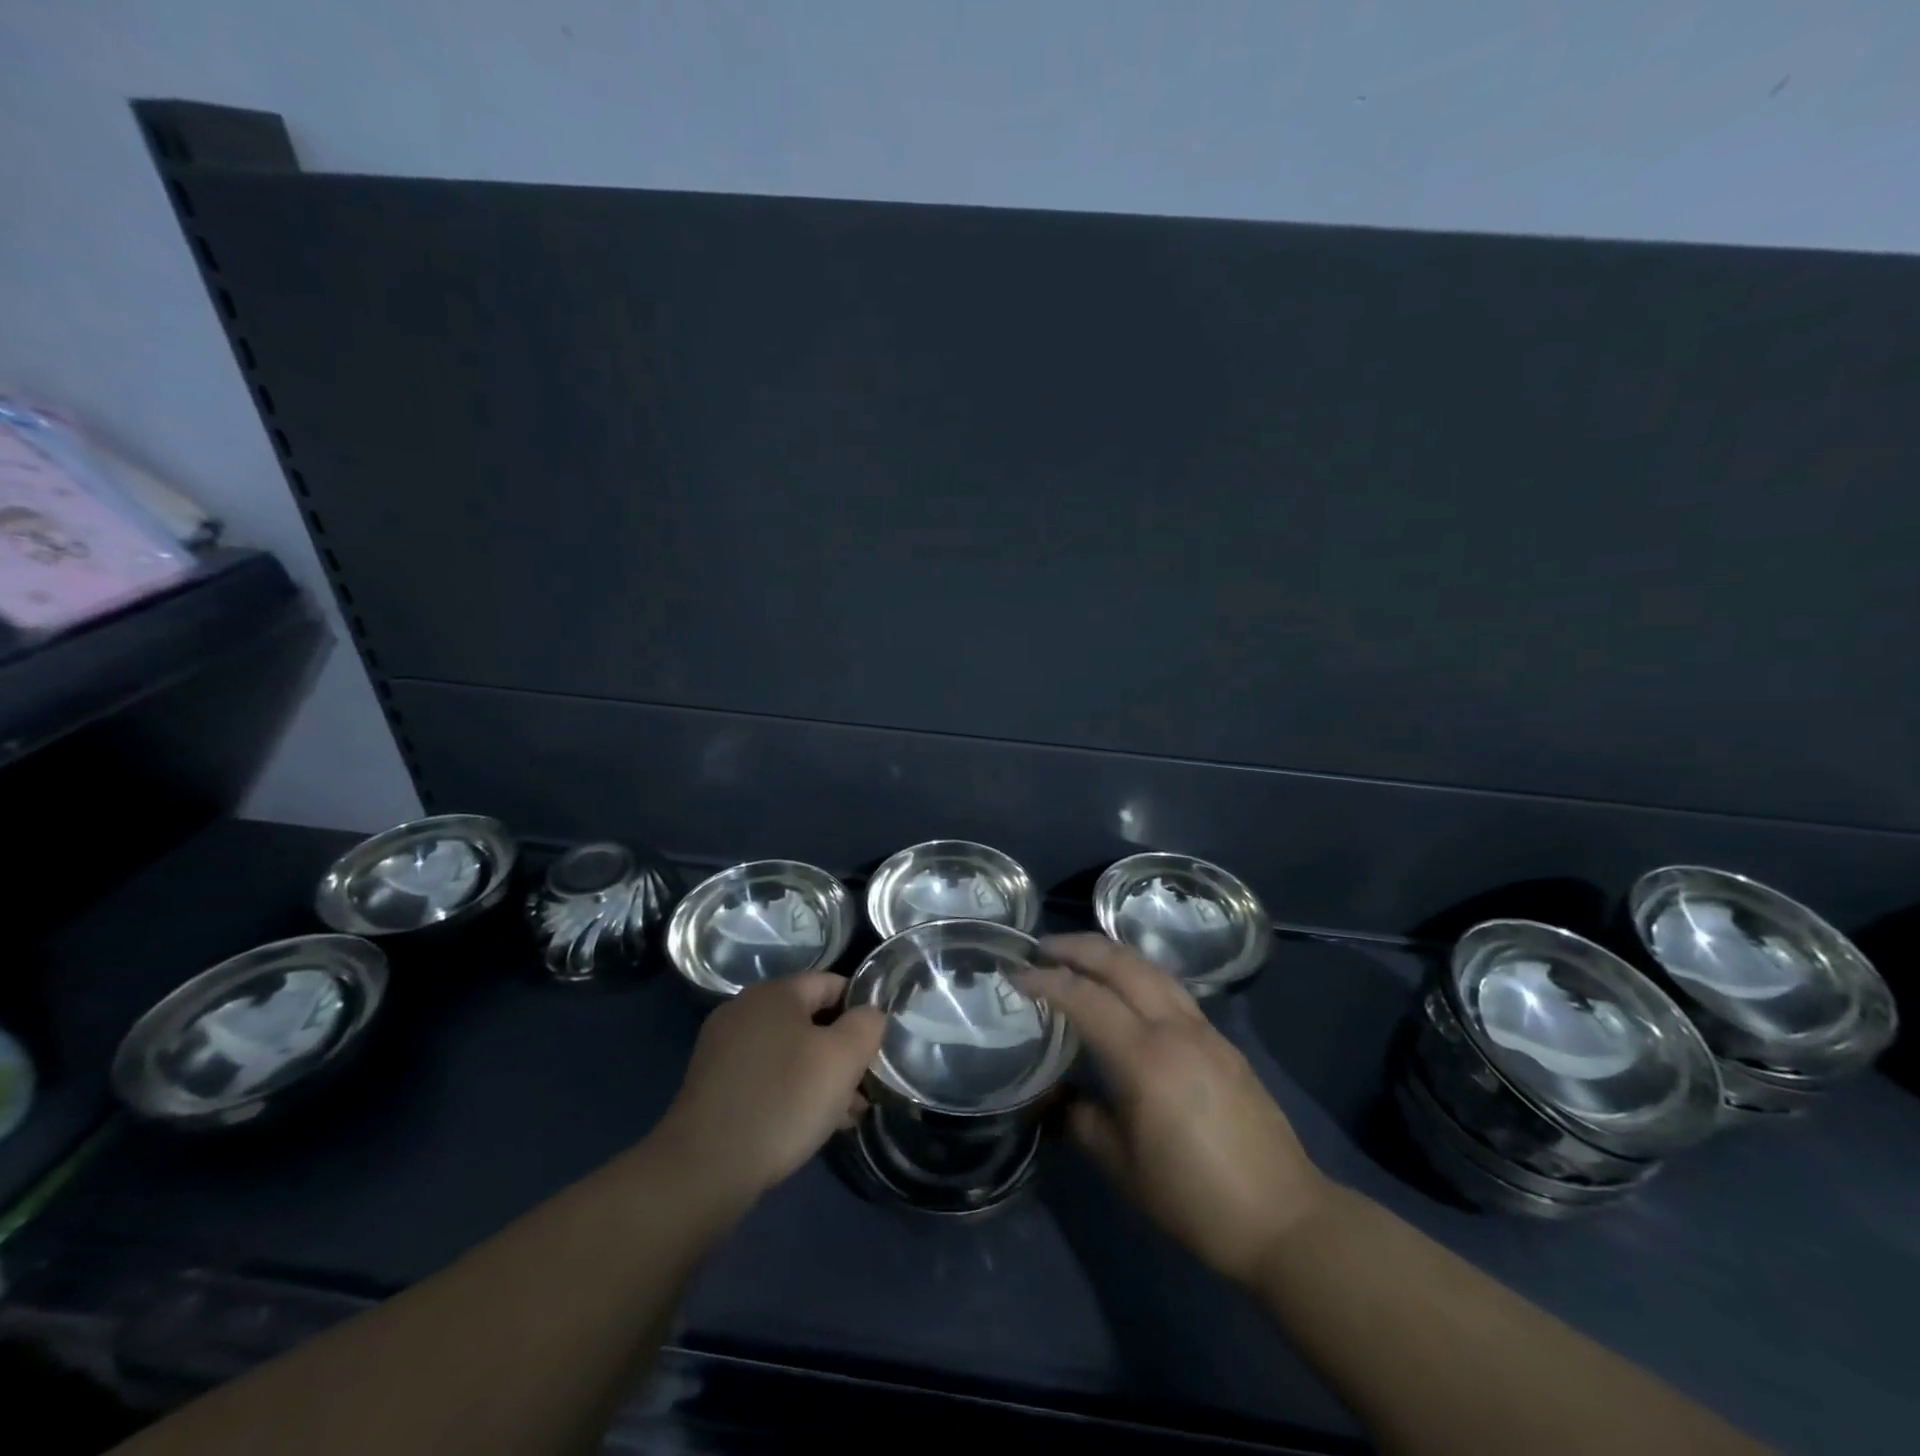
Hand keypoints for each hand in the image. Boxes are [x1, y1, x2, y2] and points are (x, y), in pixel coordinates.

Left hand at [651, 972, 885, 1203]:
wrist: (703, 1169)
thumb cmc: (782, 1101)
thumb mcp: (842, 1058)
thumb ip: (866, 1025)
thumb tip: (870, 1015)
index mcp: (774, 992)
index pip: (832, 983)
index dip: (862, 1010)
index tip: (878, 1046)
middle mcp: (744, 1010)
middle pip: (810, 1019)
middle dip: (841, 1051)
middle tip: (865, 1087)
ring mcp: (723, 1048)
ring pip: (789, 1051)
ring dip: (820, 1076)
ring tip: (845, 1114)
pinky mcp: (713, 1085)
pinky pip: (765, 1075)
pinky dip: (790, 1091)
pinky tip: (808, 1125)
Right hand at [1019, 933, 1329, 1284]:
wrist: (1283, 1217)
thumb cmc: (1194, 1198)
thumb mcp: (1123, 1167)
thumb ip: (1084, 1121)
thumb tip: (1064, 1098)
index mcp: (1144, 1057)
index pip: (1085, 998)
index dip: (1047, 980)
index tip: (1017, 974)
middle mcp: (1175, 1029)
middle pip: (1122, 963)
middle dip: (1078, 947)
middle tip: (1044, 947)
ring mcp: (1204, 1030)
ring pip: (1152, 969)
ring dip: (1112, 954)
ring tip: (1081, 957)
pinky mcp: (1223, 1041)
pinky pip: (1172, 990)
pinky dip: (1139, 975)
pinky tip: (1128, 992)